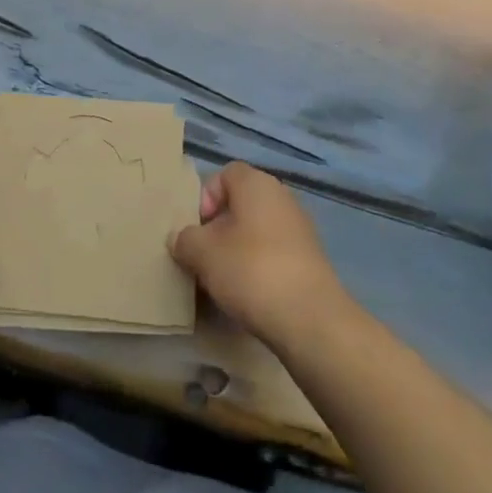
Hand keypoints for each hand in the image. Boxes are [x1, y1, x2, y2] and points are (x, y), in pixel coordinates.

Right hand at [171, 163, 350, 351]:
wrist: (310, 318)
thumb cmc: (251, 270)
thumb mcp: (202, 253)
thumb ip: (185, 239)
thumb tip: (181, 238)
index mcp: (257, 183)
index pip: (225, 174)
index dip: (206, 197)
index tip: (198, 229)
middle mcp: (281, 197)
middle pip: (241, 203)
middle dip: (219, 227)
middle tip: (205, 255)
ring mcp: (300, 228)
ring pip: (257, 230)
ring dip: (238, 249)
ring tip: (223, 279)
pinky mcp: (310, 260)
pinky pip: (274, 252)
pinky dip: (259, 266)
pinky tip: (249, 293)